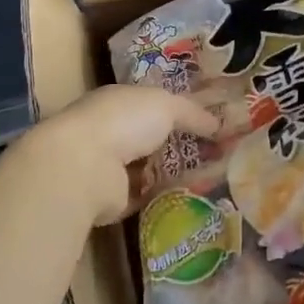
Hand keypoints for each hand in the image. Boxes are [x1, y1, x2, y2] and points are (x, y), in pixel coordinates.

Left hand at [27, 84, 219, 225]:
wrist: (85, 167)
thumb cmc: (123, 121)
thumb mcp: (165, 105)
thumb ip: (192, 112)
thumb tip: (218, 123)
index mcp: (116, 102)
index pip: (148, 104)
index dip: (177, 110)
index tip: (207, 121)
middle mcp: (109, 132)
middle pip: (148, 137)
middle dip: (176, 144)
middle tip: (215, 152)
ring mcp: (107, 168)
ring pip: (146, 168)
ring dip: (171, 173)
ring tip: (210, 177)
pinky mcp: (111, 200)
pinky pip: (144, 196)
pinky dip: (162, 197)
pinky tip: (190, 198)